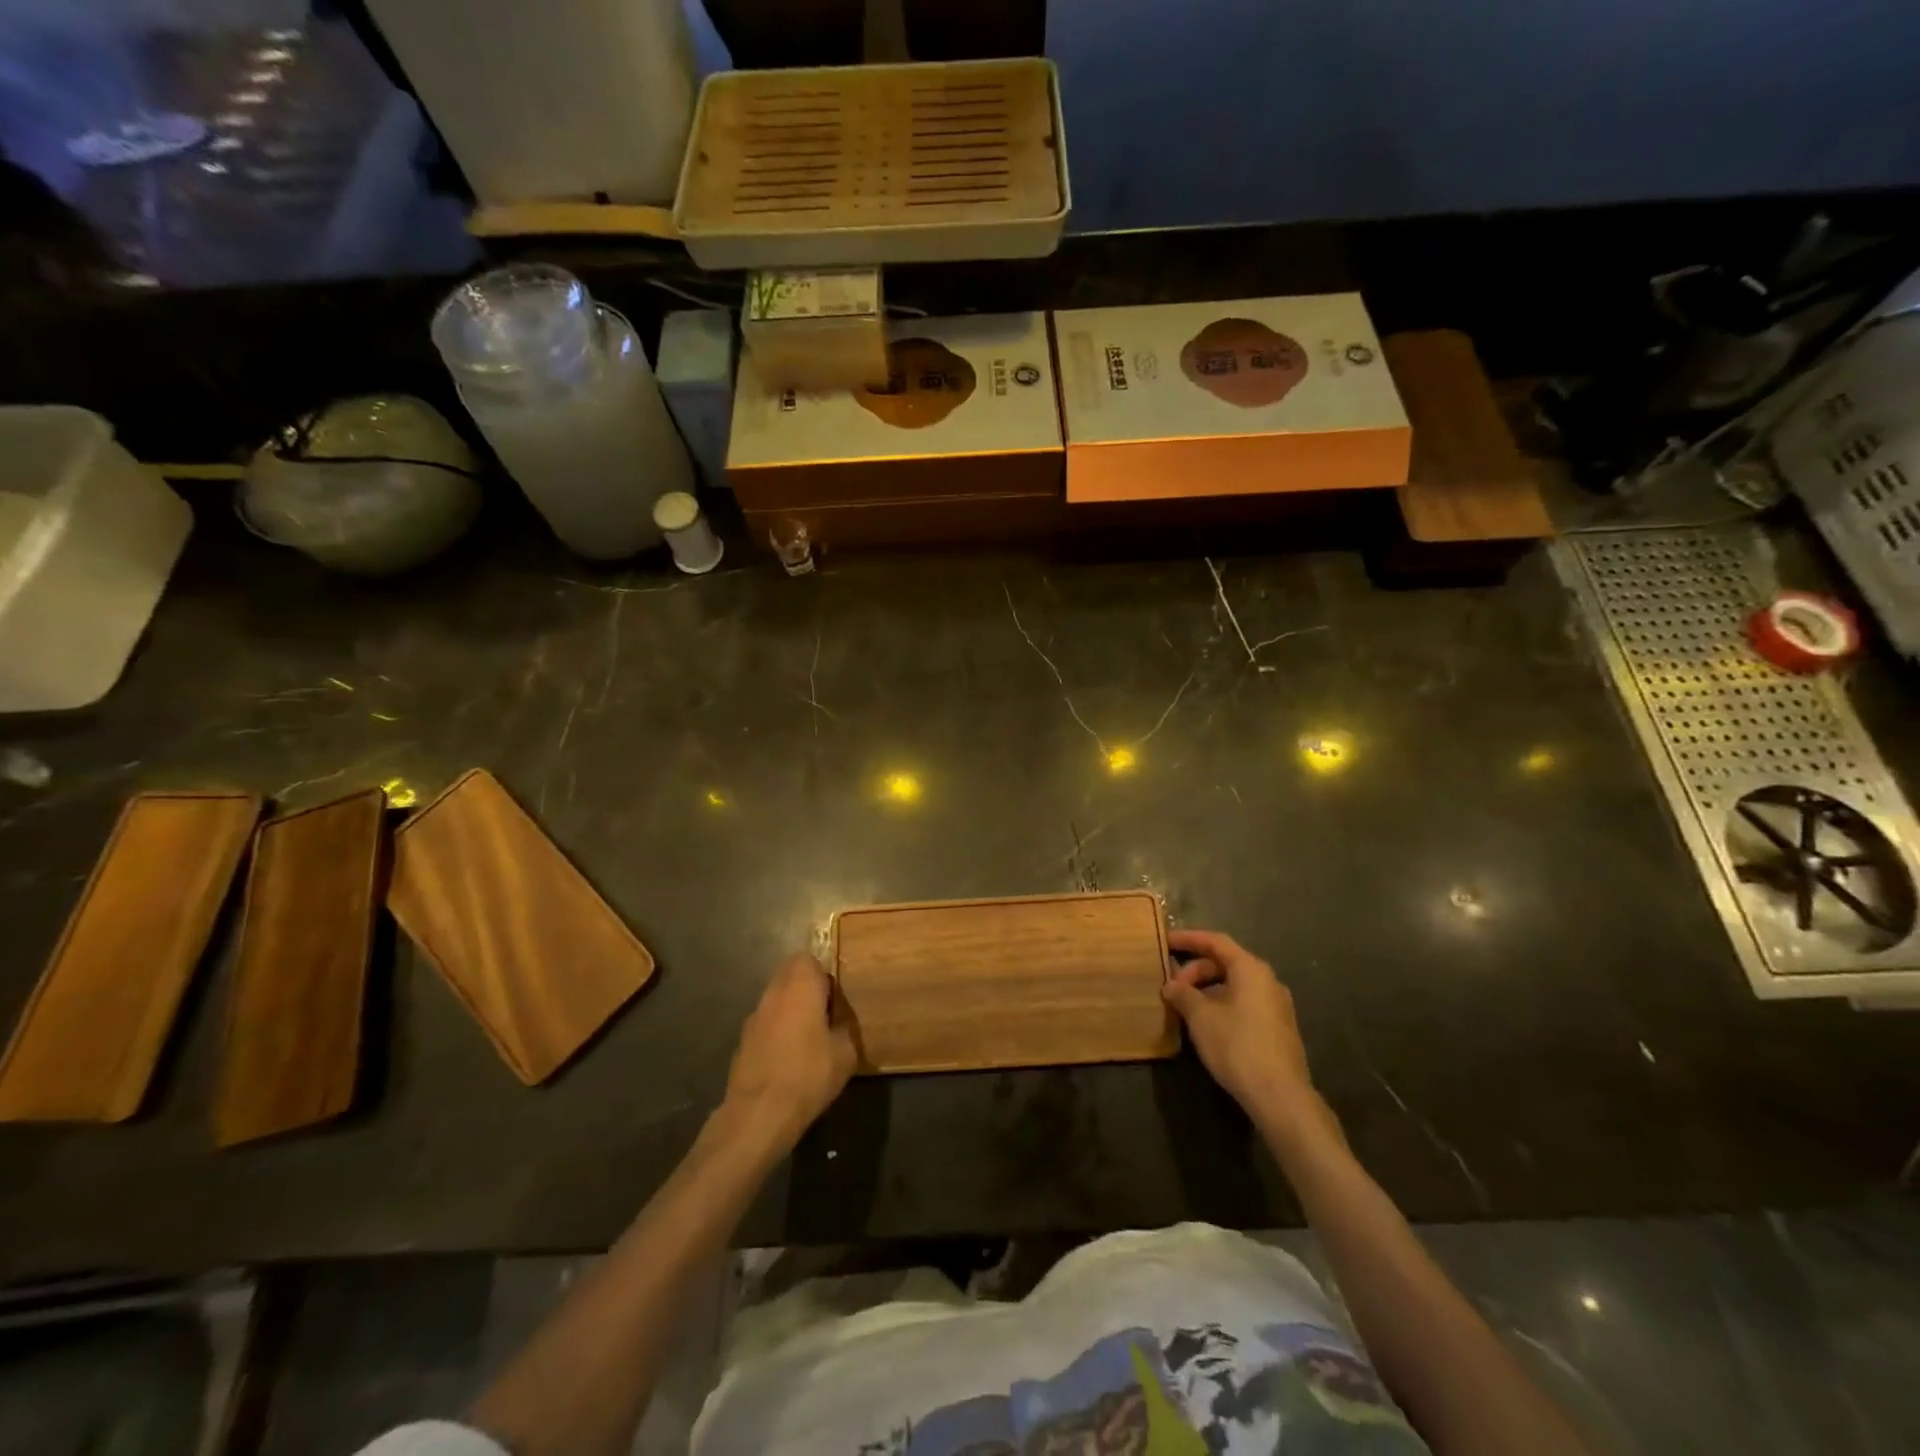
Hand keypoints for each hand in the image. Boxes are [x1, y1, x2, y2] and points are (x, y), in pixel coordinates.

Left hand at [723, 954, 857, 1144]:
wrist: (759, 1114)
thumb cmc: (808, 1075)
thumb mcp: (845, 1053)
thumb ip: (844, 1027)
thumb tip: (839, 1022)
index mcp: (800, 986)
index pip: (808, 959)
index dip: (822, 975)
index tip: (833, 998)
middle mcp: (773, 994)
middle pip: (788, 974)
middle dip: (805, 988)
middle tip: (823, 1015)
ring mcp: (753, 1017)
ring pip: (774, 999)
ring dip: (789, 1009)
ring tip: (806, 1040)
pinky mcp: (741, 1042)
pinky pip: (764, 1024)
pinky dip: (775, 1032)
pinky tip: (786, 1060)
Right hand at [1163, 929, 1318, 1123]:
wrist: (1280, 1095)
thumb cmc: (1237, 1045)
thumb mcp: (1201, 1017)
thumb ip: (1183, 994)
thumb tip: (1171, 986)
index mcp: (1251, 969)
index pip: (1216, 941)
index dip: (1189, 939)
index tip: (1166, 941)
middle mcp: (1267, 981)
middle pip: (1226, 963)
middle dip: (1195, 970)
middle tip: (1172, 987)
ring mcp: (1276, 1005)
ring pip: (1235, 985)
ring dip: (1207, 990)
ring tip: (1185, 1007)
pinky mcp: (1278, 1028)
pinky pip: (1244, 1003)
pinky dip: (1222, 1004)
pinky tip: (1206, 1024)